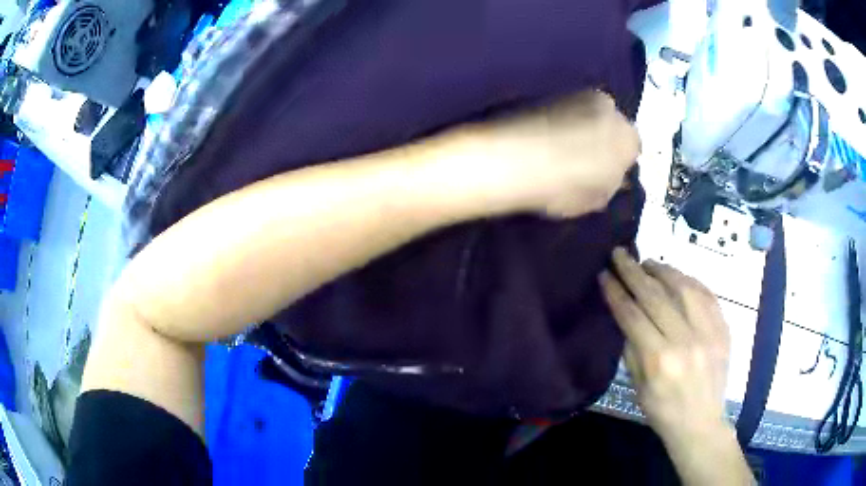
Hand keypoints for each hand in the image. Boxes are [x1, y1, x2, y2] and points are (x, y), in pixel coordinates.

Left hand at [448, 91, 639, 217]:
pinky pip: (569, 110)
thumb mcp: (597, 199)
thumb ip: (611, 184)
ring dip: (585, 127)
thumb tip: (611, 177)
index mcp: (629, 138)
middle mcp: (611, 108)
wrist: (517, 158)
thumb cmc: (565, 186)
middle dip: (605, 139)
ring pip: (591, 114)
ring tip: (564, 148)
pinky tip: (550, 136)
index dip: (620, 161)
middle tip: (587, 159)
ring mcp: (581, 95)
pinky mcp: (555, 92)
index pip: (633, 148)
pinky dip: (565, 121)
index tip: (607, 173)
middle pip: (613, 125)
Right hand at [599, 249, 753, 485]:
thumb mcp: (638, 387)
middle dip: (634, 271)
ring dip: (663, 270)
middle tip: (620, 254)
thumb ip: (632, 348)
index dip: (616, 292)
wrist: (701, 423)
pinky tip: (678, 276)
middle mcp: (685, 340)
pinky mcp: (723, 329)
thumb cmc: (663, 411)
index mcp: (659, 360)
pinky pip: (707, 294)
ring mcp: (708, 332)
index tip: (604, 273)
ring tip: (648, 262)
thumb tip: (625, 314)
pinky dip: (690, 281)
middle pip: (655, 296)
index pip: (632, 315)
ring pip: (684, 288)